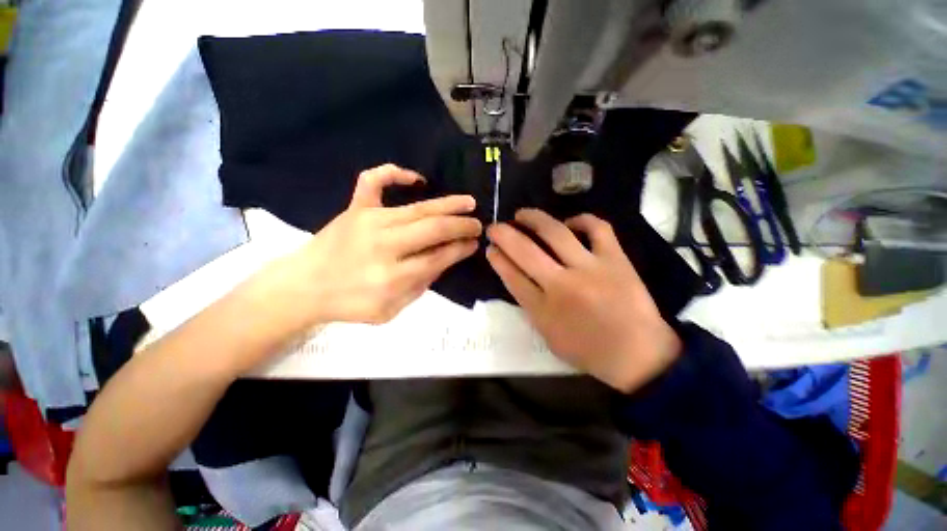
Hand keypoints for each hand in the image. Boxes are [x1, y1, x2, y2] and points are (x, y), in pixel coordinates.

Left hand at [277, 164, 481, 325]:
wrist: (303, 287)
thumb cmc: (349, 304)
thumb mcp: (391, 310)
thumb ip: (420, 286)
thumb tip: (444, 260)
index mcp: (393, 276)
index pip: (438, 257)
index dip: (460, 249)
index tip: (474, 244)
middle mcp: (384, 245)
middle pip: (433, 230)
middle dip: (461, 226)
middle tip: (477, 224)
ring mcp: (368, 221)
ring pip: (417, 208)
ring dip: (447, 204)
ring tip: (467, 202)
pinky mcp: (354, 209)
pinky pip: (373, 182)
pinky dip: (394, 173)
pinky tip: (415, 178)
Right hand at [485, 209, 680, 392]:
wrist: (639, 355)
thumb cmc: (589, 350)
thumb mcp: (548, 335)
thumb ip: (530, 306)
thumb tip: (516, 276)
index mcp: (543, 310)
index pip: (512, 276)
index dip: (498, 258)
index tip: (490, 248)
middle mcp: (562, 285)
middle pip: (525, 251)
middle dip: (504, 234)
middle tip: (495, 227)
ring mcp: (590, 269)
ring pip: (555, 233)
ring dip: (533, 218)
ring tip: (522, 213)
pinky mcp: (615, 260)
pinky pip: (597, 228)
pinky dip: (581, 219)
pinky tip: (569, 222)